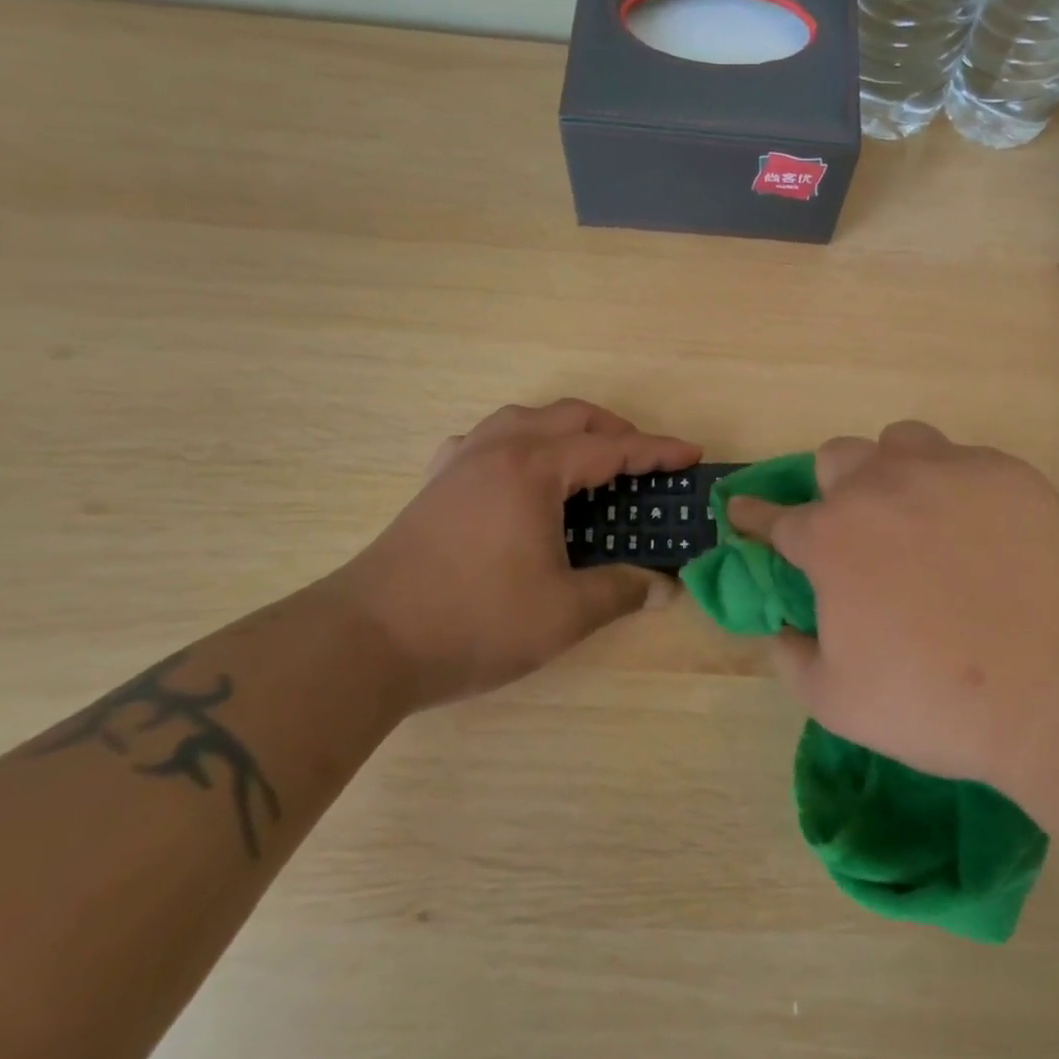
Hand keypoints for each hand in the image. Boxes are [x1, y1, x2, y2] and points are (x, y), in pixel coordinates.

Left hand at [329, 400, 699, 708]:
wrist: (366, 641)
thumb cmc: (474, 622)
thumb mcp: (563, 614)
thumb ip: (621, 591)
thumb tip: (665, 586)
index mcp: (534, 470)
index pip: (611, 449)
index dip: (657, 452)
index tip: (692, 455)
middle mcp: (499, 450)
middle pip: (570, 417)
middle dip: (616, 431)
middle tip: (645, 462)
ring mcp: (461, 462)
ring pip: (524, 419)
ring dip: (566, 429)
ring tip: (587, 459)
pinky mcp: (435, 484)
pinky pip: (485, 440)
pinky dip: (517, 442)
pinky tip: (516, 471)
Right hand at [728, 421, 1058, 795]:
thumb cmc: (938, 701)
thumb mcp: (839, 703)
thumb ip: (791, 660)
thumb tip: (780, 631)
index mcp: (831, 538)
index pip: (774, 516)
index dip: (753, 515)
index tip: (743, 511)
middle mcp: (879, 488)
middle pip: (835, 458)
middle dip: (831, 488)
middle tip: (855, 530)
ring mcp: (944, 471)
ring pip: (898, 442)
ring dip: (892, 471)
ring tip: (917, 514)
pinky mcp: (1004, 472)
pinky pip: (963, 459)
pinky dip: (956, 486)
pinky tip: (981, 529)